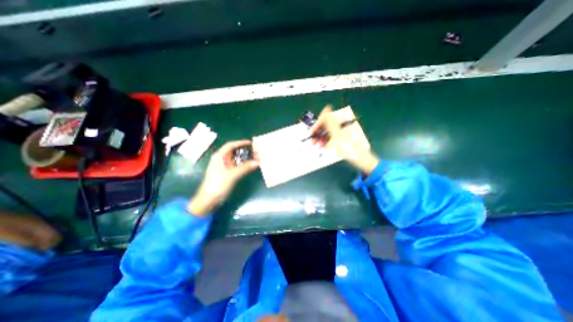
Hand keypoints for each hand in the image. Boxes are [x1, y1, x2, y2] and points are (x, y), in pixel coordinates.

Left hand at [188, 140, 259, 216]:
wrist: (209, 199)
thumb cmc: (218, 184)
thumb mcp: (232, 175)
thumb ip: (245, 168)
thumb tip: (258, 162)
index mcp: (219, 156)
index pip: (230, 145)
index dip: (241, 143)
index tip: (251, 143)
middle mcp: (222, 159)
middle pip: (234, 152)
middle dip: (245, 151)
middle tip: (256, 151)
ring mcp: (225, 167)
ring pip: (237, 159)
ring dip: (246, 158)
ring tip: (256, 158)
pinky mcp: (227, 173)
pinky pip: (237, 166)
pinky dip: (244, 165)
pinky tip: (251, 166)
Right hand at [312, 106, 378, 172]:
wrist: (360, 158)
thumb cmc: (350, 146)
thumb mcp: (338, 134)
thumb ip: (331, 121)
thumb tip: (327, 107)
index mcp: (341, 121)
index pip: (326, 117)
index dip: (318, 124)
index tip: (312, 132)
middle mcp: (341, 125)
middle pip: (326, 125)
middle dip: (318, 132)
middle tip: (312, 140)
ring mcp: (341, 132)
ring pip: (327, 132)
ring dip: (320, 138)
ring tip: (316, 145)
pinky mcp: (341, 139)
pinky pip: (331, 138)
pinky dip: (326, 141)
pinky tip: (322, 146)